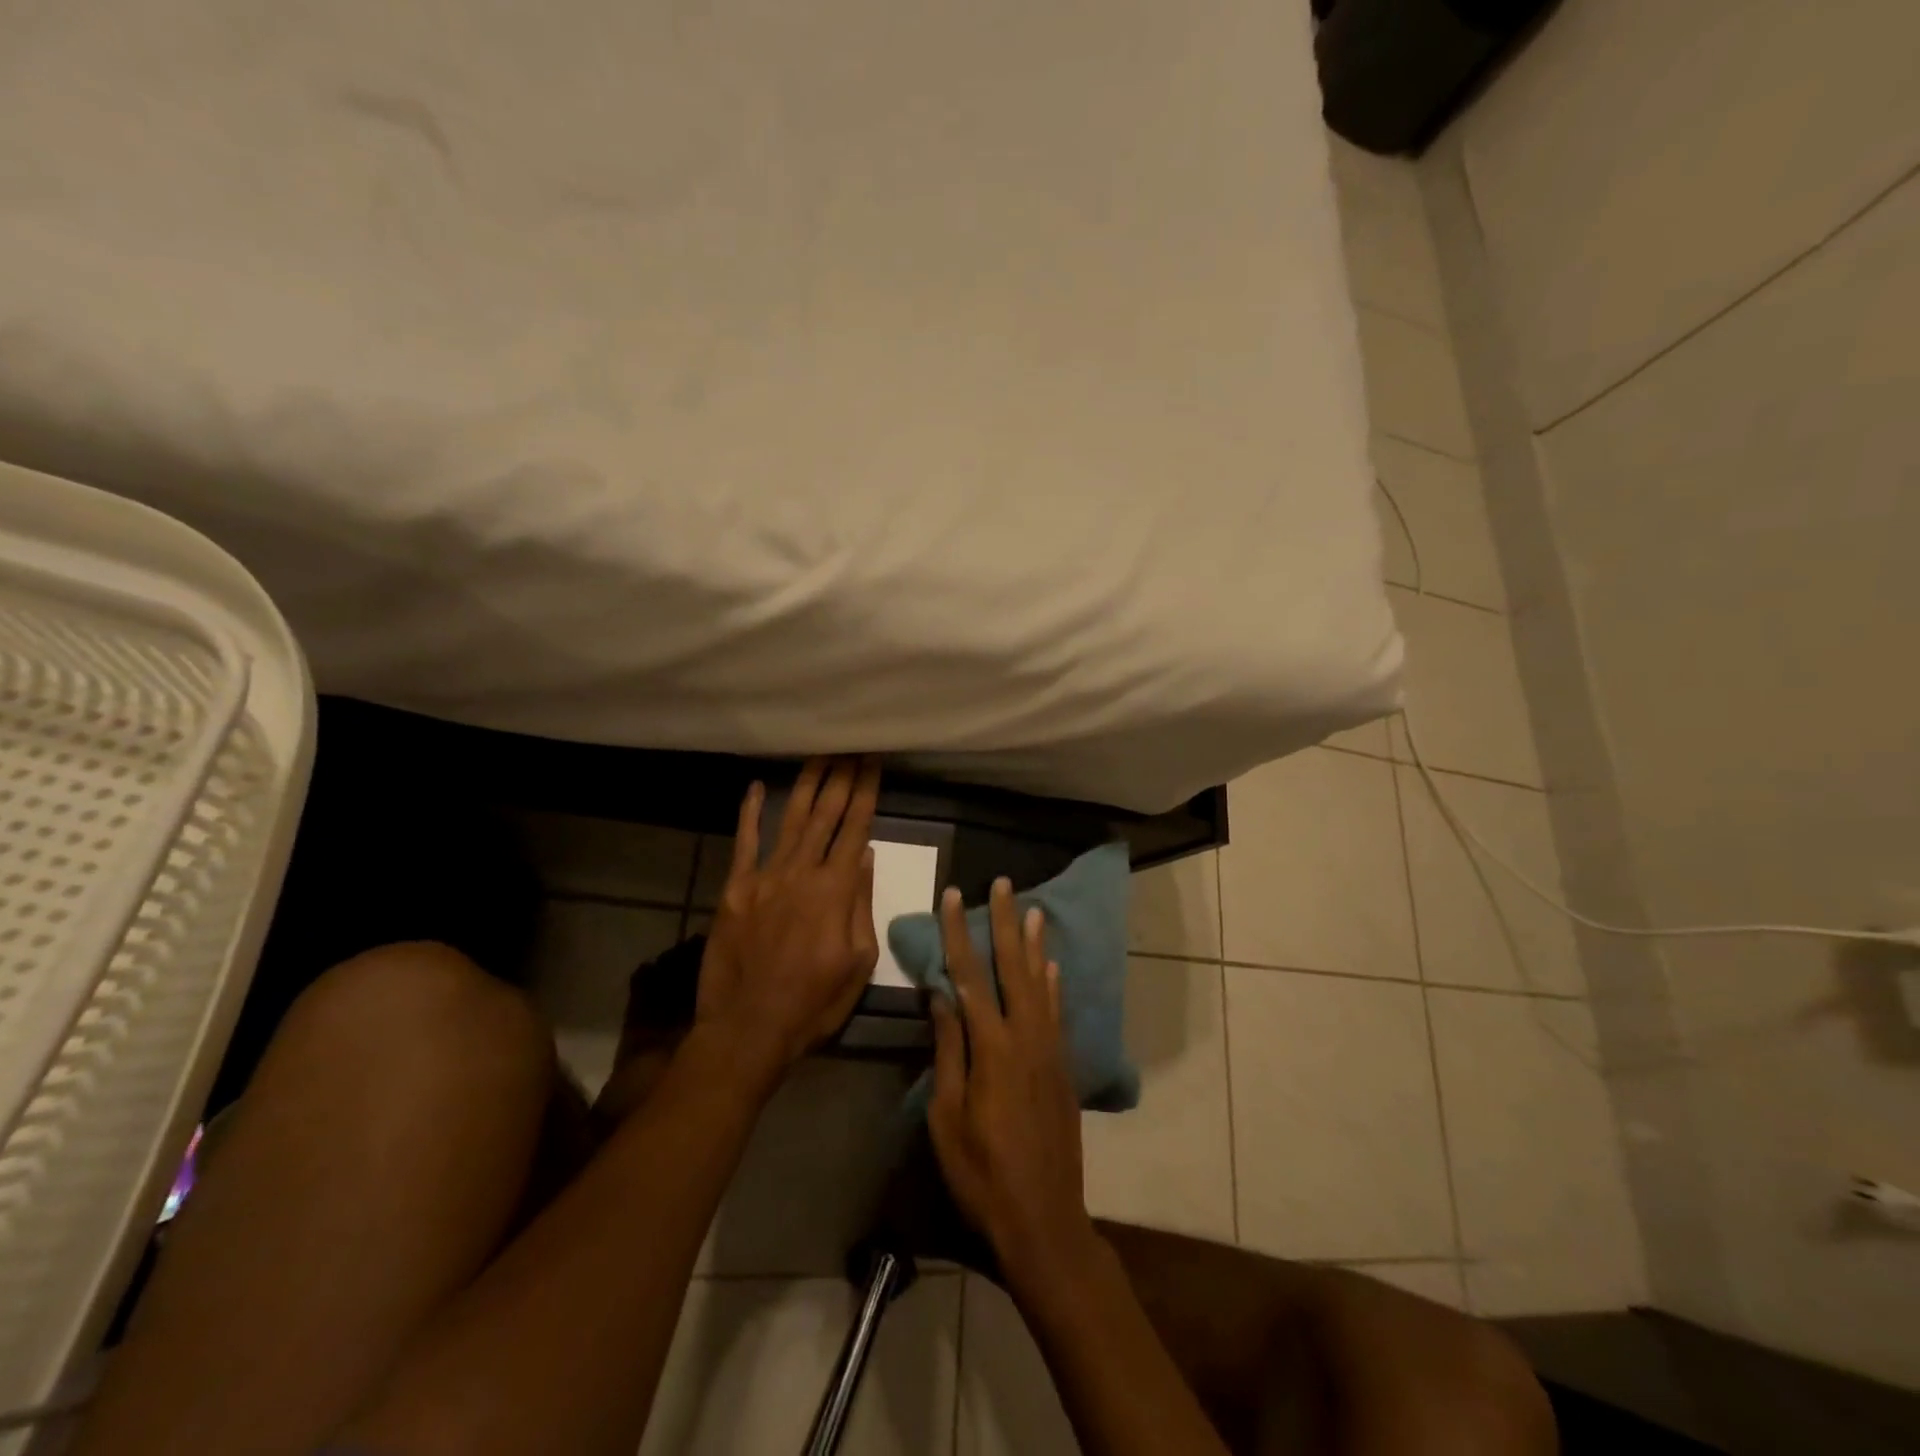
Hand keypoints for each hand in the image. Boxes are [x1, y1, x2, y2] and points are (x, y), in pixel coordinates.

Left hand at [696, 756, 881, 1083]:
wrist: (748, 1028)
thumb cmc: (813, 1002)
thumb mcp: (857, 962)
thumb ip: (861, 905)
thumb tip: (865, 857)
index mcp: (836, 890)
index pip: (856, 828)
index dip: (866, 793)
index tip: (874, 763)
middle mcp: (801, 872)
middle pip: (825, 815)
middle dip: (841, 778)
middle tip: (851, 746)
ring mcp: (764, 877)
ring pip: (789, 820)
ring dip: (806, 784)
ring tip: (819, 755)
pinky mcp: (735, 889)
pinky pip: (744, 843)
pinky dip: (749, 814)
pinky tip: (756, 787)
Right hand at [928, 879, 1098, 1289]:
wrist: (1044, 1218)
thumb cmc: (981, 1174)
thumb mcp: (947, 1117)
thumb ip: (949, 1051)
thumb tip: (941, 996)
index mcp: (992, 1048)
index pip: (970, 977)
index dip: (960, 933)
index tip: (954, 896)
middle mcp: (1026, 1037)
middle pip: (1013, 967)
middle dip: (1005, 922)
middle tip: (1003, 882)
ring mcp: (1050, 1050)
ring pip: (1040, 983)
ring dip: (1034, 944)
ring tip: (1033, 909)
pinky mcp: (1063, 1067)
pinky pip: (1056, 1012)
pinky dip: (1053, 984)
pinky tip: (1051, 967)